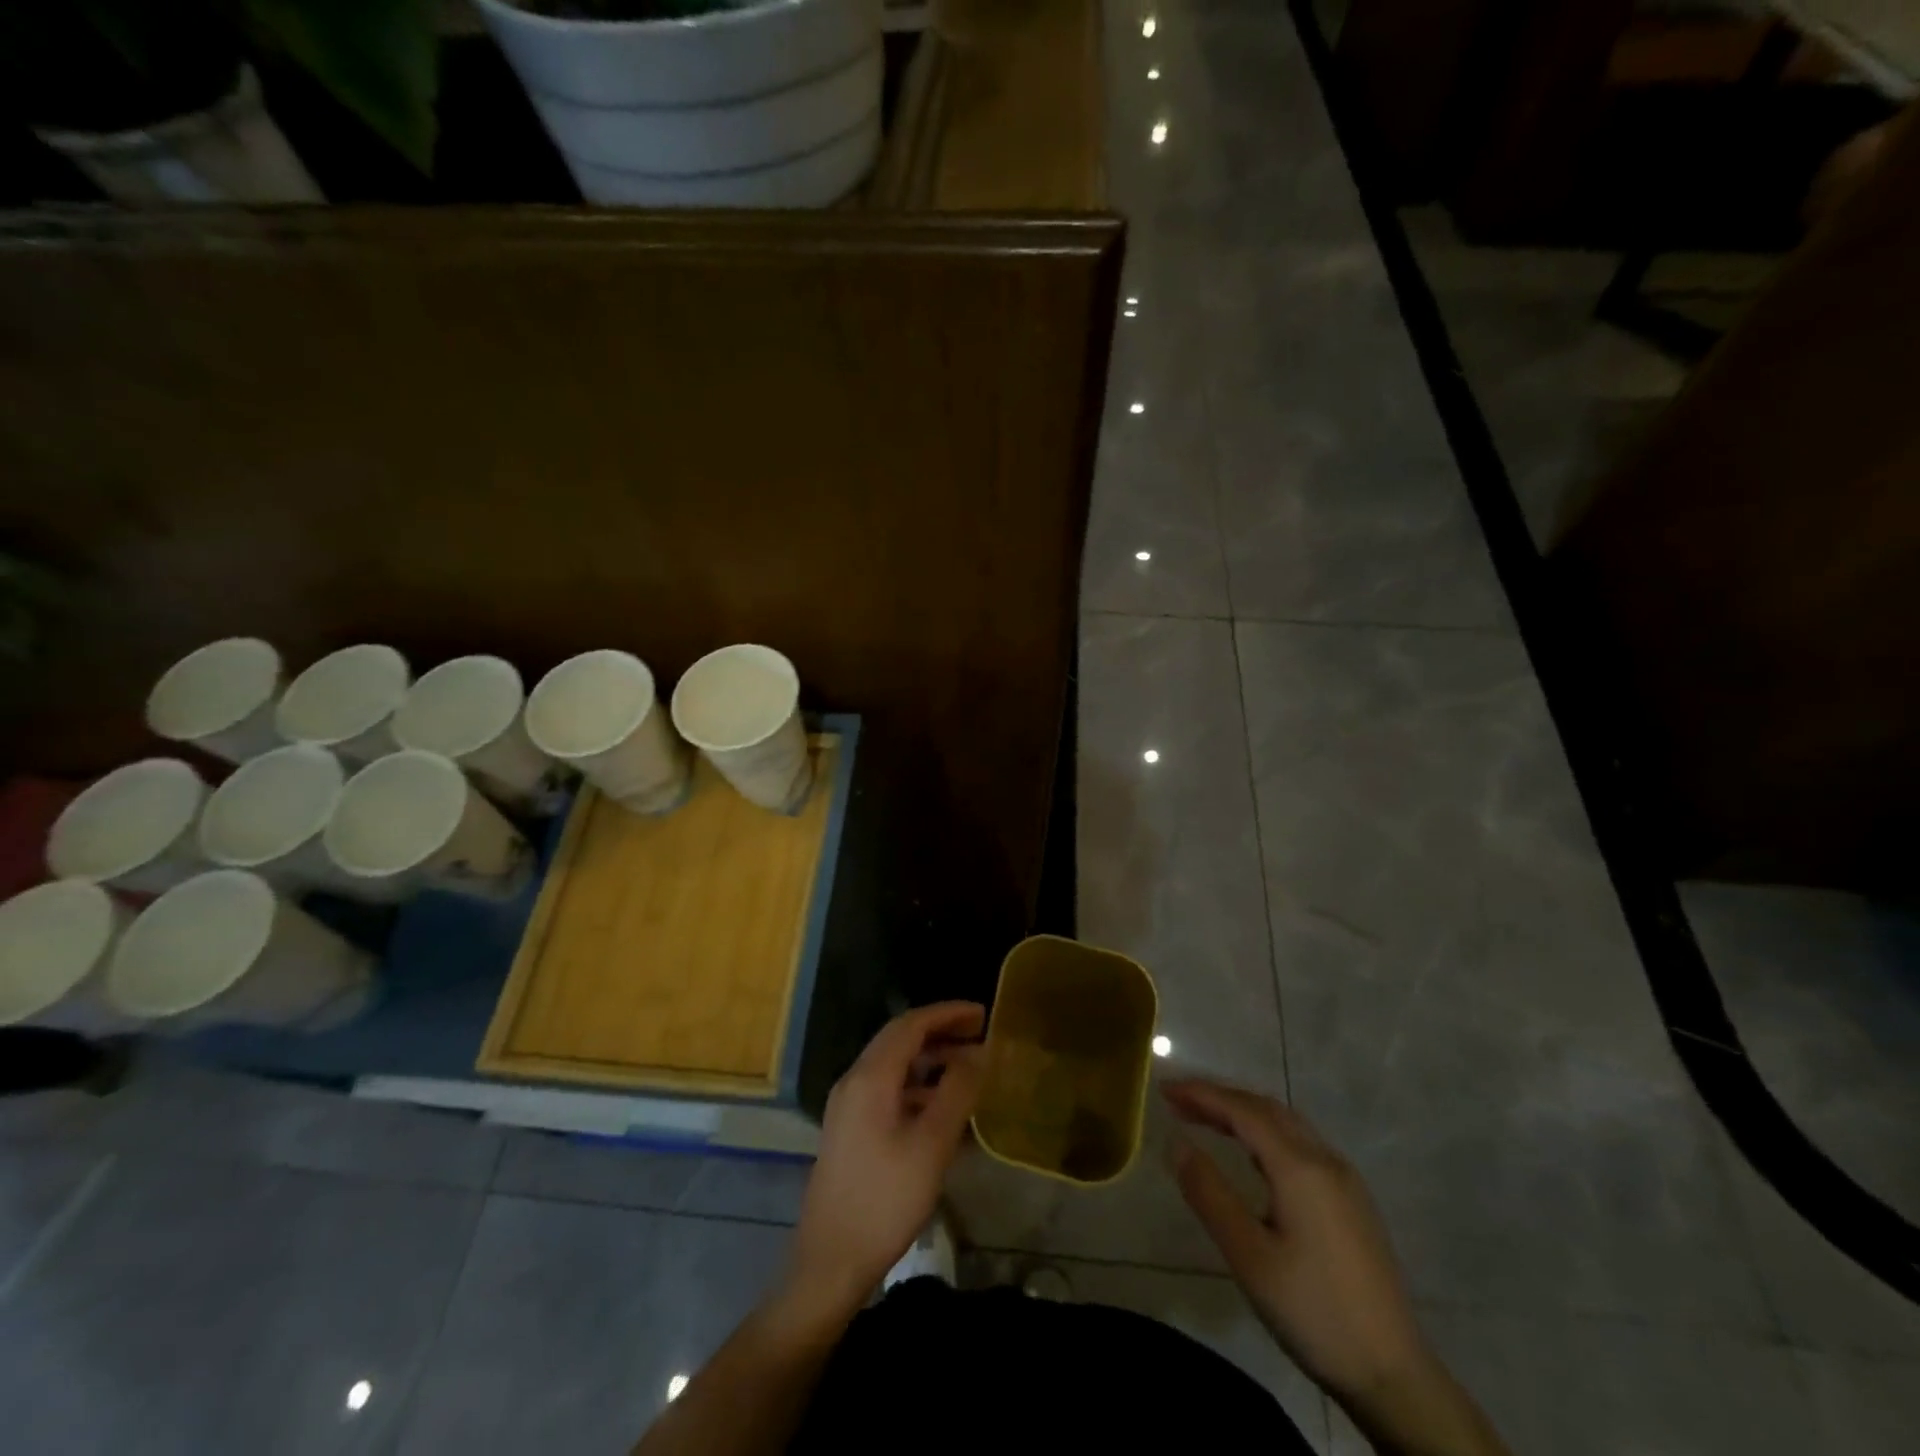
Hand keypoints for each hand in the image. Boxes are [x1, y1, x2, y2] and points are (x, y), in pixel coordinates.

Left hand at [785, 1003, 984, 1313]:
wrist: (830, 1260)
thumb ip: (957, 1092)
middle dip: (940, 1031)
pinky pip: (888, 1089)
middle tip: (979, 1035)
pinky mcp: (850, 1128)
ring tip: (969, 1068)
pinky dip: (918, 1085)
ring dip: (930, 1059)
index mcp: (871, 1076)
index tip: (982, 1014)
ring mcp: (849, 1105)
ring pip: (894, 1065)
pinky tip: (943, 1107)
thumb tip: (978, 1053)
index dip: (948, 1013)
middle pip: (900, 1039)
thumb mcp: (932, 1145)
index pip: (911, 1024)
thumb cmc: (885, 1200)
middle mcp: (855, 1080)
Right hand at [1163, 1080, 1433, 1407]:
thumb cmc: (1313, 1311)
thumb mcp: (1248, 1256)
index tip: (1165, 1088)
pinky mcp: (1353, 1201)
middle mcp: (1325, 1160)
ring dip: (1244, 1112)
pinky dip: (1266, 1131)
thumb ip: (1209, 1193)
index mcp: (1300, 1167)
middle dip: (1220, 1098)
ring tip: (1206, 1119)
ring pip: (1287, 1124)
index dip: (1201, 1094)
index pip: (1242, 1110)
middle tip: (1178, 1100)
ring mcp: (1344, 1179)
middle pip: (1266, 1108)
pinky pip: (1301, 1143)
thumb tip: (1177, 1143)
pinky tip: (1252, 1153)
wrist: (1394, 1374)